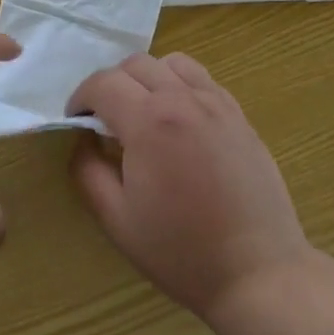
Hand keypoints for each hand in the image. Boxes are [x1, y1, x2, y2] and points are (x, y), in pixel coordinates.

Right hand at [68, 53, 311, 324]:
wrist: (257, 272)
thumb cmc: (181, 251)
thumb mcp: (117, 220)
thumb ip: (88, 171)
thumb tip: (84, 140)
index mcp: (149, 121)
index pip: (103, 83)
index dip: (80, 98)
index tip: (76, 122)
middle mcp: (183, 99)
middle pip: (135, 64)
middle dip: (110, 85)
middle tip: (105, 120)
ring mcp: (217, 103)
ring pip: (171, 63)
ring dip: (147, 78)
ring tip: (143, 112)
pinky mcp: (240, 115)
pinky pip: (202, 80)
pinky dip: (180, 85)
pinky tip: (179, 120)